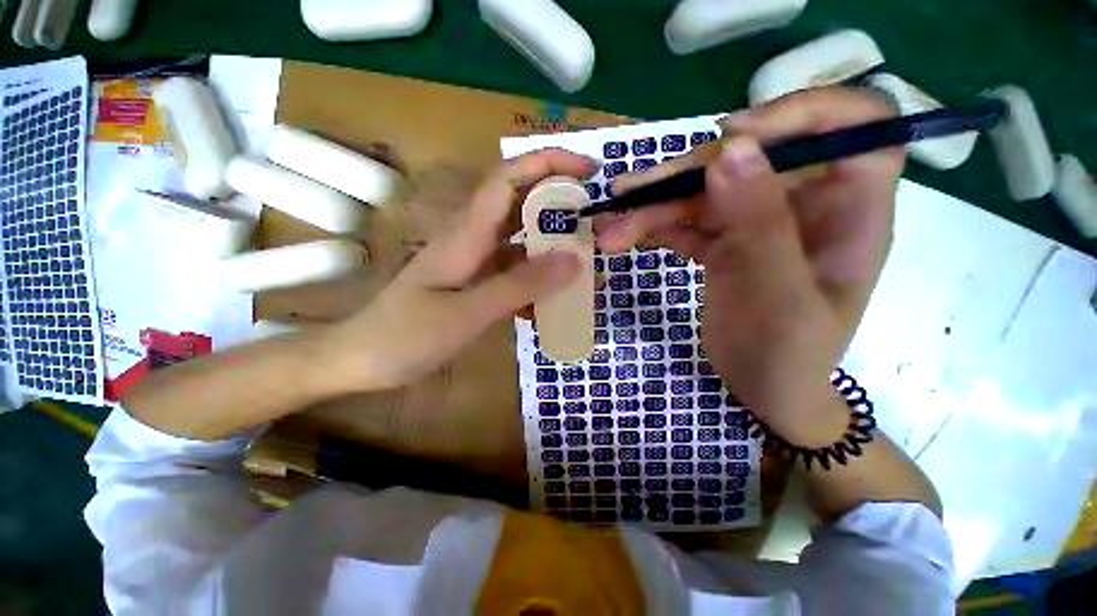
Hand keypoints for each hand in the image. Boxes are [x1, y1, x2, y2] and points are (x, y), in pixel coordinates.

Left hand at [328, 149, 596, 390]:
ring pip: (522, 241)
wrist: (364, 359)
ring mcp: (476, 261)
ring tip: (584, 264)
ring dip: (553, 248)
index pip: (510, 178)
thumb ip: (519, 286)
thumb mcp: (466, 313)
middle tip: (596, 223)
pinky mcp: (477, 282)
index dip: (548, 164)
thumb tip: (573, 260)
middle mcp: (473, 238)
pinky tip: (552, 301)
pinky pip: (515, 272)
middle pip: (521, 205)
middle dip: (561, 205)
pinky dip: (537, 280)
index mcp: (467, 233)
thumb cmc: (405, 335)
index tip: (589, 170)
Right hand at [597, 88, 903, 444]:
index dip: (799, 112)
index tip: (733, 137)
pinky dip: (655, 227)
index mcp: (850, 209)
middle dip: (685, 176)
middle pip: (749, 159)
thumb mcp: (780, 297)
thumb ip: (761, 224)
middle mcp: (806, 204)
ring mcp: (759, 222)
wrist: (763, 390)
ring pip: (706, 192)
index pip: (853, 124)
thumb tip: (730, 150)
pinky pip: (688, 221)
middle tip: (630, 195)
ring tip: (611, 228)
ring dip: (655, 206)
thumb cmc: (788, 355)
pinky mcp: (725, 242)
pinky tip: (626, 238)